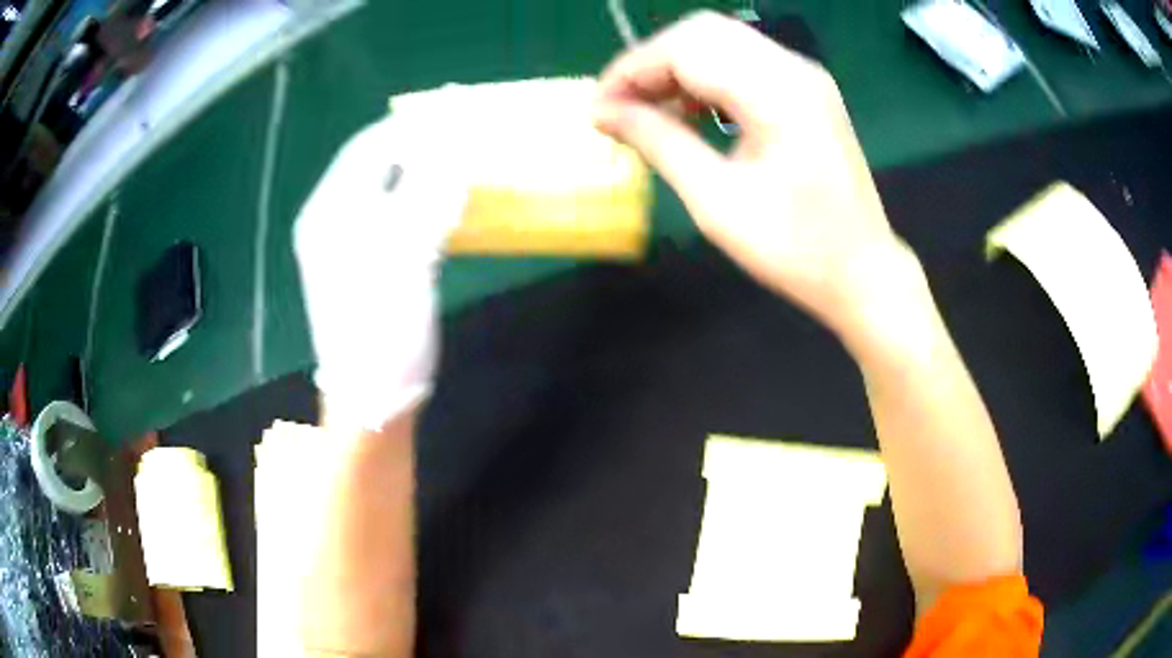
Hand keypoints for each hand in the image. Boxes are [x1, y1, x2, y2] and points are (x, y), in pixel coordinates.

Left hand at [293, 116, 466, 430]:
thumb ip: (426, 193)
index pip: (369, 147)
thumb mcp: (405, 255)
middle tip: (460, 130)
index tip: (452, 106)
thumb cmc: (383, 329)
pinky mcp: (362, 266)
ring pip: (384, 189)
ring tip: (458, 157)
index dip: (410, 124)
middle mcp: (330, 221)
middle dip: (415, 144)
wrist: (371, 399)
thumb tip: (452, 146)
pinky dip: (419, 200)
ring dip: (419, 170)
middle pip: (373, 164)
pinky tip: (443, 201)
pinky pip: (391, 215)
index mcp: (330, 212)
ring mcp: (344, 245)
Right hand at [593, 11, 907, 334]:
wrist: (863, 273)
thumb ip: (658, 142)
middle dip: (651, 63)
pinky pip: (744, 64)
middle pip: (702, 33)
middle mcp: (794, 69)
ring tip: (647, 113)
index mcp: (777, 93)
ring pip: (722, 43)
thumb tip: (602, 111)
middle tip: (619, 108)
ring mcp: (804, 78)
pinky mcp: (807, 92)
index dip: (632, 71)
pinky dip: (707, 79)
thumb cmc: (794, 249)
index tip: (597, 107)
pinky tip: (689, 113)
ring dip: (677, 69)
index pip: (686, 49)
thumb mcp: (716, 201)